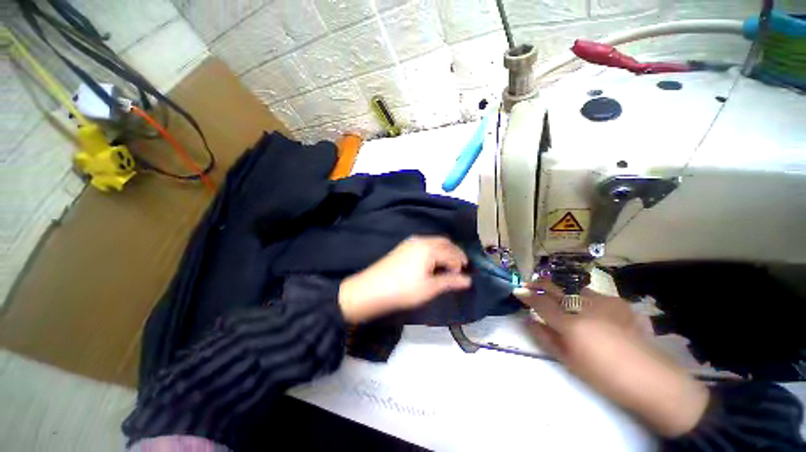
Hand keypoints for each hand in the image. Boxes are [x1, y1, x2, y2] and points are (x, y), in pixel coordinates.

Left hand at [339, 236, 471, 323]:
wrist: (371, 289)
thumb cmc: (403, 290)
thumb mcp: (429, 288)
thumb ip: (450, 281)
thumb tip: (468, 280)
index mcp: (429, 248)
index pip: (452, 252)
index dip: (461, 263)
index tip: (464, 275)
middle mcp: (421, 240)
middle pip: (445, 242)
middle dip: (455, 253)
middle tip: (460, 268)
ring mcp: (410, 242)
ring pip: (435, 242)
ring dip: (444, 251)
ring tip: (447, 267)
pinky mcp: (403, 247)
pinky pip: (425, 244)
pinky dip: (434, 251)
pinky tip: (432, 263)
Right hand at [516, 280, 709, 437]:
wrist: (651, 380)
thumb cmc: (605, 377)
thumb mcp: (570, 362)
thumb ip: (546, 339)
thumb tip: (529, 320)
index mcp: (570, 325)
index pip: (541, 303)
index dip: (527, 295)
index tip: (517, 290)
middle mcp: (584, 308)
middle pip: (556, 289)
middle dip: (540, 284)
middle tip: (532, 282)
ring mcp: (605, 303)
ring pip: (578, 290)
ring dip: (570, 294)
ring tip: (571, 303)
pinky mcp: (621, 304)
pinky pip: (599, 296)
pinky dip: (592, 300)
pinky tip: (598, 312)